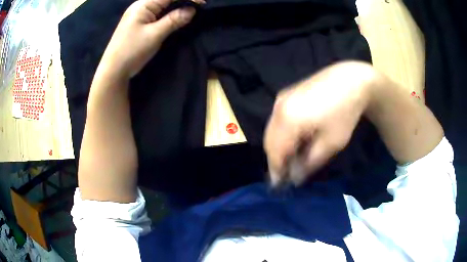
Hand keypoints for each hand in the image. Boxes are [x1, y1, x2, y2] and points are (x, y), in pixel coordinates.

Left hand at [98, 0, 202, 78]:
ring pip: (162, 5)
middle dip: (183, 1)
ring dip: (176, 6)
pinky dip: (168, 13)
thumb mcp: (155, 35)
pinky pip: (157, 12)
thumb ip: (173, 20)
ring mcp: (138, 14)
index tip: (203, 3)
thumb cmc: (132, 51)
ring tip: (190, 10)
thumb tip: (192, 10)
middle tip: (198, 6)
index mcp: (143, 5)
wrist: (113, 70)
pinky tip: (176, 16)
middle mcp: (141, 6)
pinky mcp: (138, 22)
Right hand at [264, 61, 377, 185]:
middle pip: (269, 141)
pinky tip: (295, 138)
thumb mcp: (331, 143)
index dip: (276, 170)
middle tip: (287, 172)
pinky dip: (282, 133)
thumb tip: (295, 177)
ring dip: (279, 146)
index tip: (280, 185)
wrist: (349, 80)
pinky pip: (277, 119)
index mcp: (288, 120)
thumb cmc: (344, 113)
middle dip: (276, 158)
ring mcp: (281, 99)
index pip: (275, 152)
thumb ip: (309, 163)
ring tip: (292, 156)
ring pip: (272, 130)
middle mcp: (278, 108)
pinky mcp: (286, 94)